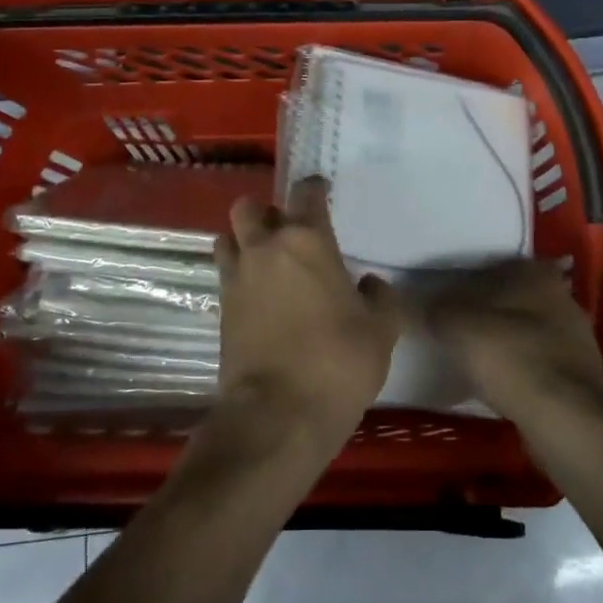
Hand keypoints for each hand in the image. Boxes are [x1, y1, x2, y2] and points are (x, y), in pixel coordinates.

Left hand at [212, 176, 401, 455]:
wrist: (278, 413)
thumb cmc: (338, 362)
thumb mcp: (381, 330)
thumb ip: (380, 298)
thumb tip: (369, 284)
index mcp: (307, 241)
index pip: (306, 194)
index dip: (314, 188)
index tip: (322, 191)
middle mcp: (266, 248)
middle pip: (250, 208)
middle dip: (266, 212)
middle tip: (287, 232)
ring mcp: (237, 277)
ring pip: (228, 237)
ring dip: (242, 239)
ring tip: (264, 259)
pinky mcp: (221, 308)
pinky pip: (224, 273)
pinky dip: (237, 274)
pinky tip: (257, 294)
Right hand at [423, 259, 602, 423]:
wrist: (564, 418)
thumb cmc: (509, 355)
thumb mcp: (455, 324)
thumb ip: (435, 309)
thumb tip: (421, 305)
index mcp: (535, 273)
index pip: (495, 266)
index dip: (468, 282)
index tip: (447, 301)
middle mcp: (561, 297)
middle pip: (513, 299)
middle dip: (488, 313)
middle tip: (456, 330)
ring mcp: (576, 338)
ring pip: (528, 332)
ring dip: (505, 344)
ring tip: (473, 362)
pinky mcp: (580, 376)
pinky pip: (539, 365)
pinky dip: (520, 372)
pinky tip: (500, 387)